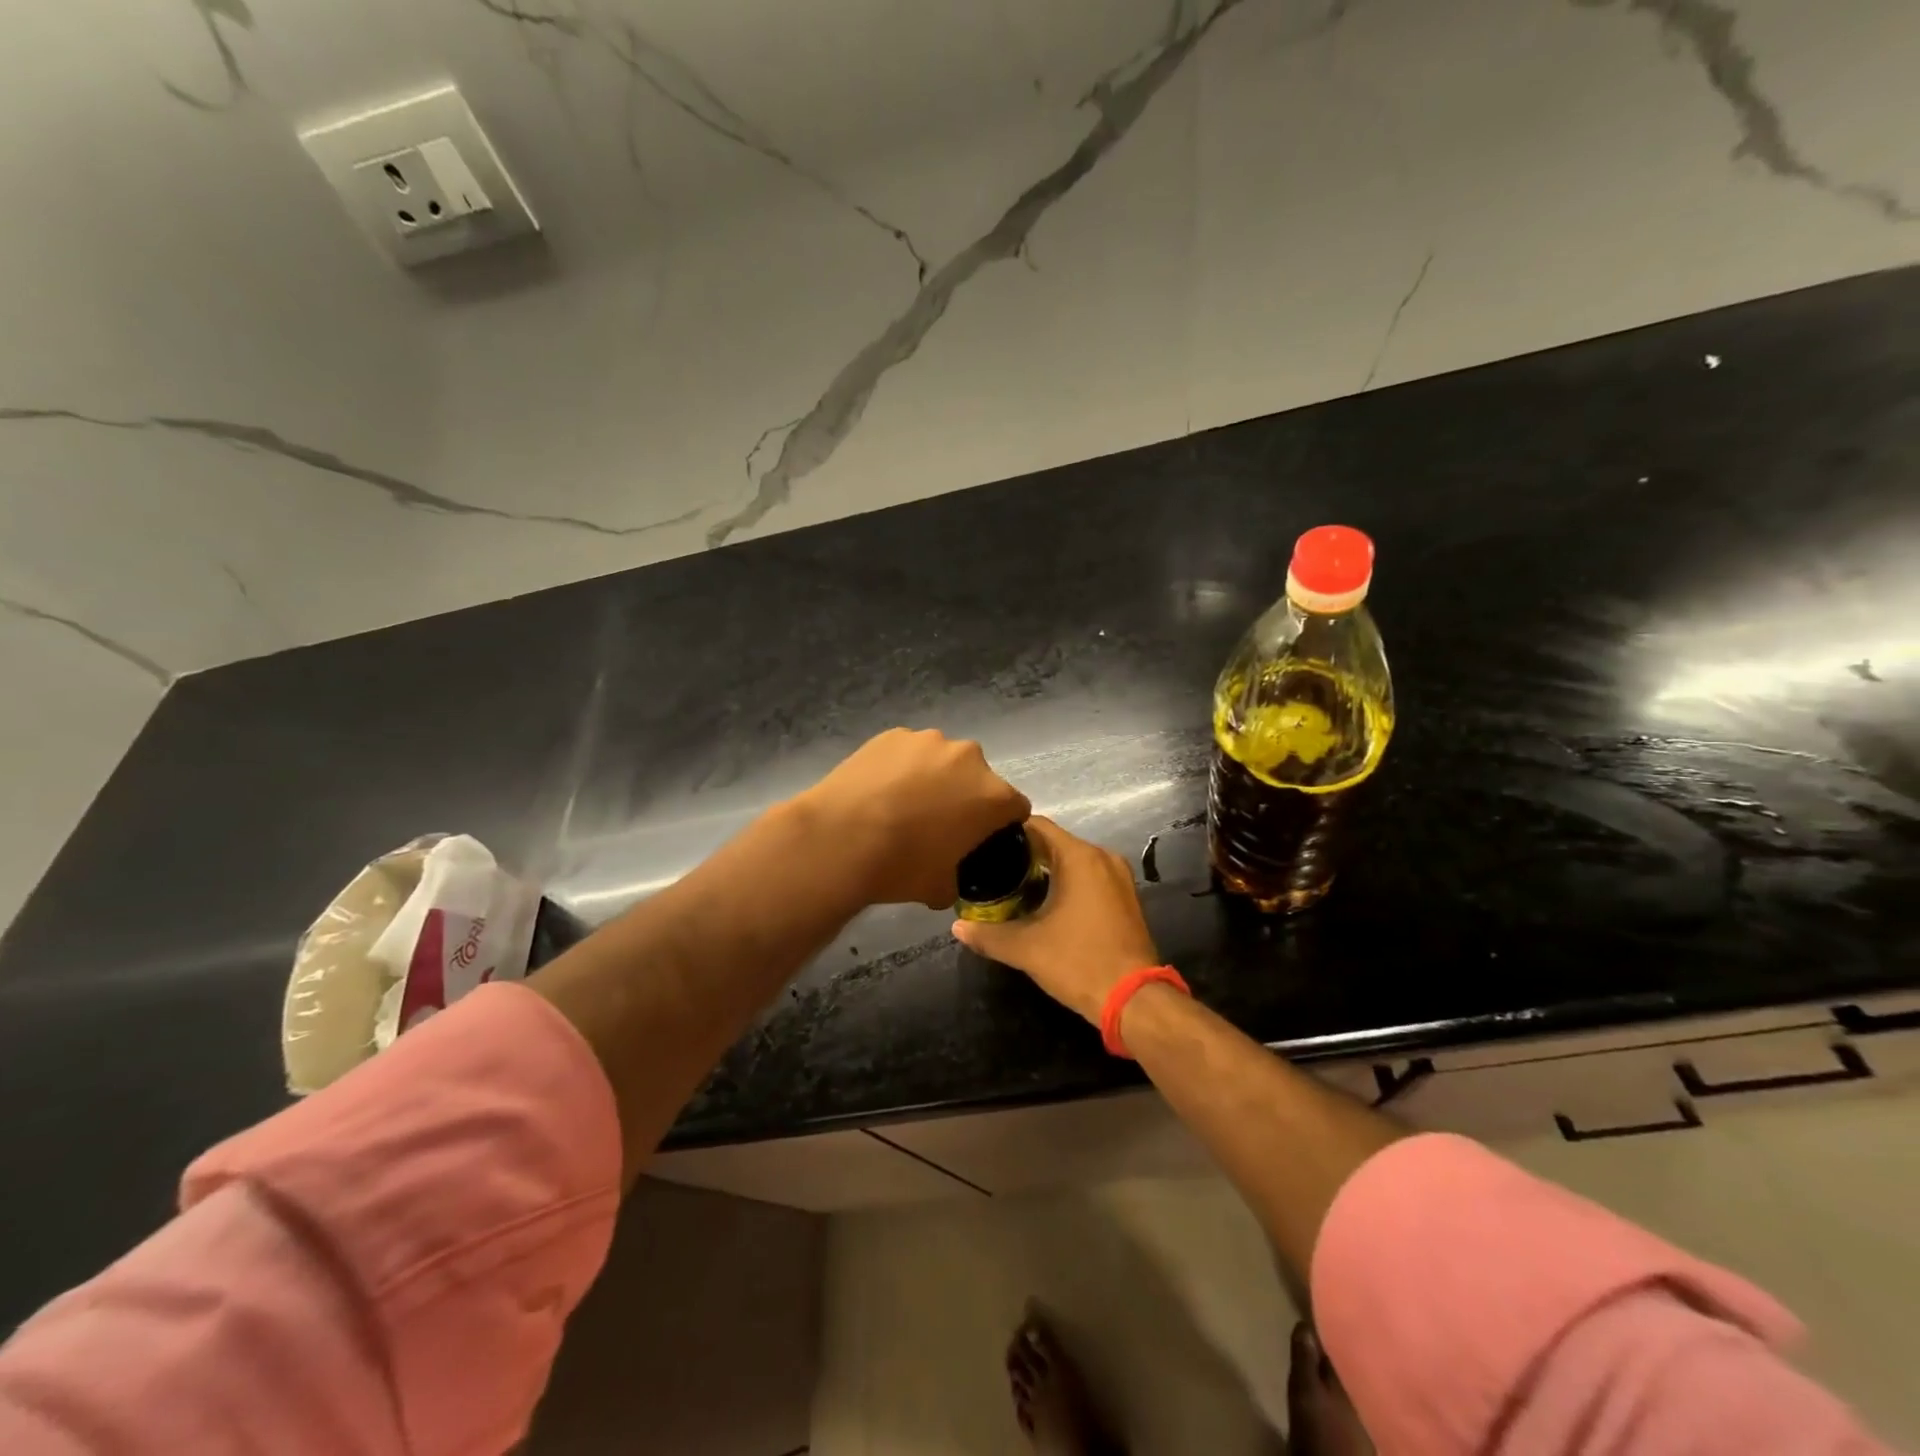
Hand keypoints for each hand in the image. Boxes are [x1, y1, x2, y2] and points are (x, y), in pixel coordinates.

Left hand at [799, 728, 1030, 908]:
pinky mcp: (893, 734)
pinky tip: (879, 790)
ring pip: (942, 760)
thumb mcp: (941, 889)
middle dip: (965, 796)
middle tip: (937, 822)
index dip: (1000, 825)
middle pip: (978, 778)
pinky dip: (901, 767)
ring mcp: (929, 741)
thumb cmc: (901, 866)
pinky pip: (908, 752)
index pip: (1015, 807)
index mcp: (993, 796)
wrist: (840, 838)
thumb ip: (958, 879)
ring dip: (933, 777)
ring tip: (902, 804)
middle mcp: (969, 758)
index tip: (980, 839)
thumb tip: (949, 877)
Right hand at [950, 817, 1160, 1023]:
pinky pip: (1090, 877)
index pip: (1038, 826)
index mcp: (1080, 857)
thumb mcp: (1027, 949)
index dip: (1008, 832)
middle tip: (992, 870)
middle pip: (1055, 842)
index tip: (984, 845)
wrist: (1135, 1000)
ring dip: (1046, 870)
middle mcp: (1102, 857)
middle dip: (1024, 854)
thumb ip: (988, 935)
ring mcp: (1119, 877)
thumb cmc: (1079, 962)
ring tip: (1012, 886)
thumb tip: (957, 928)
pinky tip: (1045, 903)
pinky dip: (1067, 883)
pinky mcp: (1126, 898)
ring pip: (1074, 861)